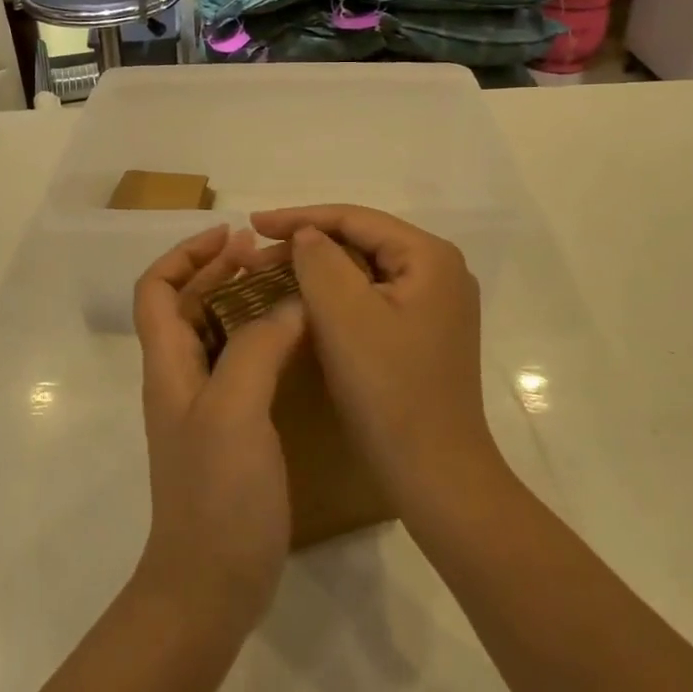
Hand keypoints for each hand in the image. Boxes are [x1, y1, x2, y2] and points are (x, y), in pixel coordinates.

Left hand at [131, 225, 305, 631]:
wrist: (209, 585)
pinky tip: (296, 343)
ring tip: (285, 287)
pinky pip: (241, 366)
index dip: (186, 255)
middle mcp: (180, 378)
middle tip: (266, 255)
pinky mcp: (230, 432)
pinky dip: (262, 340)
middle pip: (187, 305)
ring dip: (242, 302)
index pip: (158, 289)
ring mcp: (204, 407)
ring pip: (216, 334)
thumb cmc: (216, 494)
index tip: (230, 235)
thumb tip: (288, 304)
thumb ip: (257, 348)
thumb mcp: (235, 410)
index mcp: (169, 365)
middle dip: (220, 271)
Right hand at [252, 206, 500, 508]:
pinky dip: (336, 298)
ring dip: (317, 271)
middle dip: (306, 245)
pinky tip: (304, 304)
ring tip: (270, 274)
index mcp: (430, 257)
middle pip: (362, 242)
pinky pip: (372, 299)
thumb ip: (319, 260)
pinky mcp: (424, 333)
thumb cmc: (388, 390)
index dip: (300, 217)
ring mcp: (435, 305)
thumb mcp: (344, 315)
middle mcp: (440, 272)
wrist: (434, 474)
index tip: (252, 223)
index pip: (356, 219)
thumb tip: (307, 234)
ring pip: (364, 272)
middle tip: (255, 256)